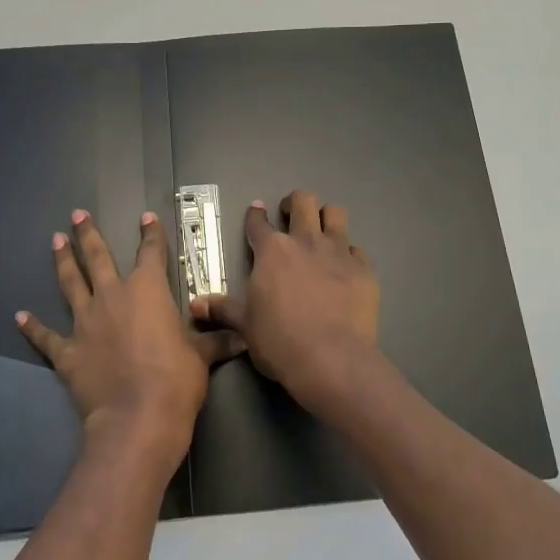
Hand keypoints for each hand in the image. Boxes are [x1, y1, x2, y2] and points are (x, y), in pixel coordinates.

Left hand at [17, 209, 242, 461]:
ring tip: (55, 240)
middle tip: (77, 214)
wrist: (138, 417)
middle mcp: (113, 297)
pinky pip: (46, 336)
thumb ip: (217, 340)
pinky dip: (32, 327)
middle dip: (89, 234)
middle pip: (98, 258)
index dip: (151, 234)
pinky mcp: (67, 351)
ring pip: (70, 284)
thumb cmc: (177, 379)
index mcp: (148, 290)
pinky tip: (19, 316)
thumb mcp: (203, 356)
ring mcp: (85, 323)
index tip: (146, 217)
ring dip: (63, 261)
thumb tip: (243, 336)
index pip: (151, 253)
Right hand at [190, 191, 379, 414]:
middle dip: (294, 202)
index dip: (255, 215)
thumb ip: (223, 310)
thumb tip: (195, 305)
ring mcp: (338, 252)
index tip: (256, 211)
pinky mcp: (364, 269)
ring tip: (321, 230)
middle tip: (290, 215)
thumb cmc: (279, 341)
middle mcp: (305, 242)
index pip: (258, 223)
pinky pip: (357, 249)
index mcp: (272, 251)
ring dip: (326, 216)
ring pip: (335, 213)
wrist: (332, 358)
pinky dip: (350, 253)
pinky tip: (345, 267)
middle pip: (303, 201)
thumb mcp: (245, 326)